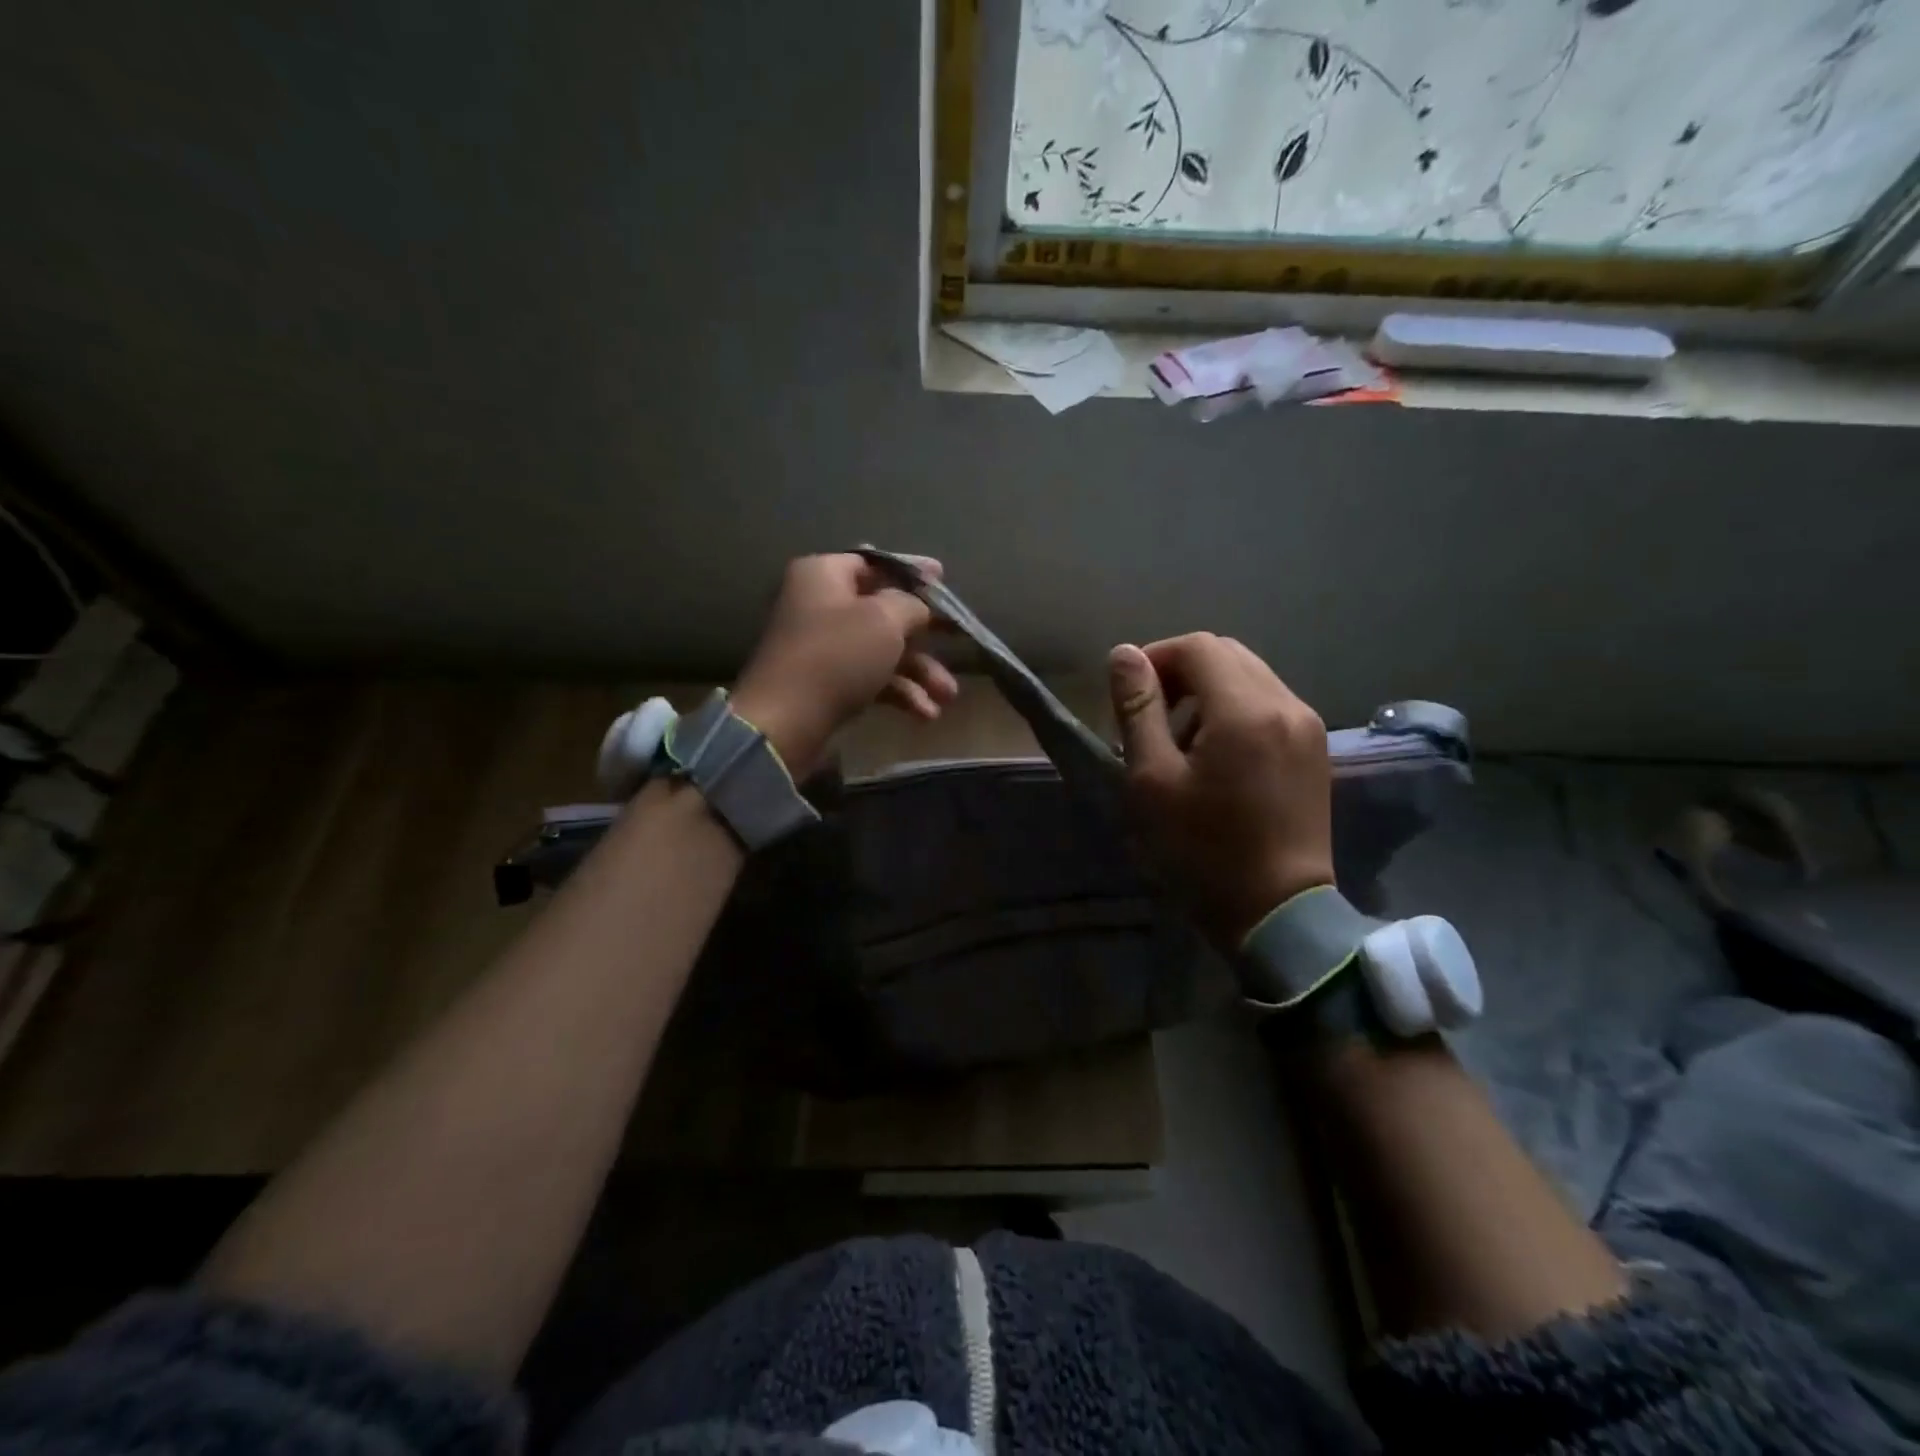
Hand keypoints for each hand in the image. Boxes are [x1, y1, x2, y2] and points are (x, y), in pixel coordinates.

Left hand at [731, 553, 958, 779]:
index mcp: (824, 575)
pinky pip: (871, 679)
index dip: (912, 571)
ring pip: (882, 650)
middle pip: (883, 610)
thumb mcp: (884, 620)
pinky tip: (925, 714)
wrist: (786, 723)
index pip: (875, 562)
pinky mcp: (827, 684)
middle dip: (925, 633)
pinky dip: (899, 692)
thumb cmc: (837, 657)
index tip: (943, 580)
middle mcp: (820, 605)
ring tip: (948, 695)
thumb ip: (911, 604)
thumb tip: (918, 607)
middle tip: (960, 639)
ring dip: (919, 671)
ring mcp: (824, 647)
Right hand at [1109, 634, 1333, 949]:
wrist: (1278, 912)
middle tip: (1150, 717)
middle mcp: (1285, 704)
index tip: (1128, 696)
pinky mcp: (1315, 749)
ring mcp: (1308, 725)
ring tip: (1180, 740)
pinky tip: (1217, 754)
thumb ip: (1137, 710)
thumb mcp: (1152, 780)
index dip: (1154, 658)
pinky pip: (1269, 704)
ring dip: (1208, 691)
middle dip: (1181, 672)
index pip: (1196, 647)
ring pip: (1249, 676)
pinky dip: (1235, 710)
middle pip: (1225, 654)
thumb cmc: (1202, 850)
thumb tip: (1124, 654)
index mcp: (1244, 710)